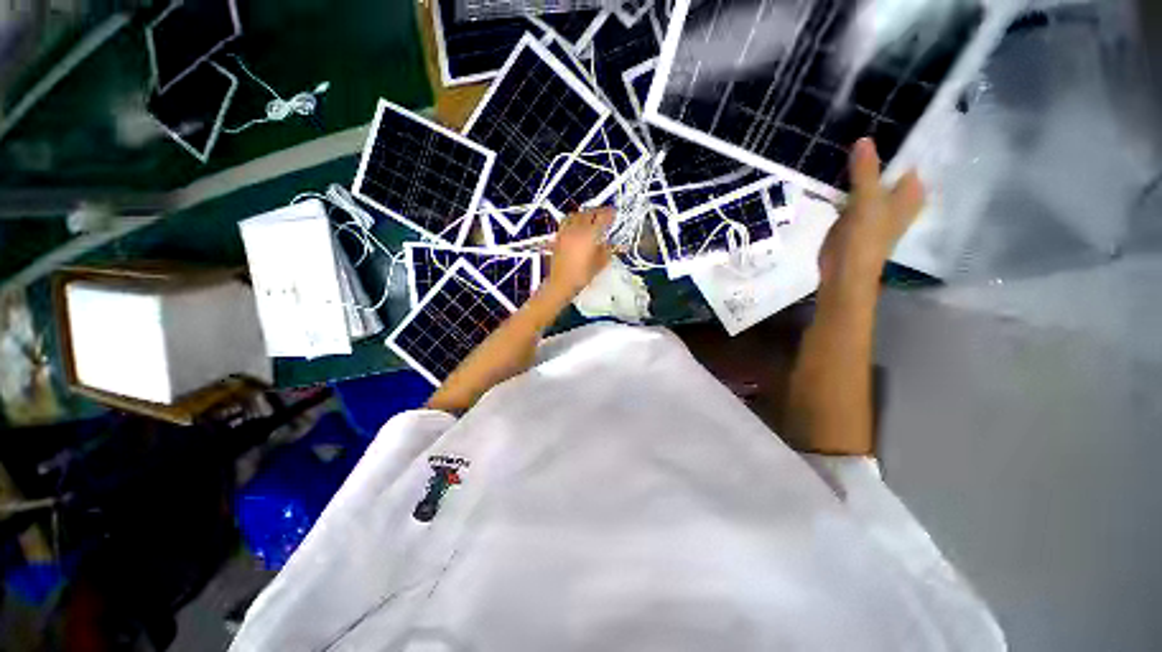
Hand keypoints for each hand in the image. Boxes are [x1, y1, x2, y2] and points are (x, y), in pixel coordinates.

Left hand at [546, 207, 614, 297]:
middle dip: (598, 211)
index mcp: (590, 235)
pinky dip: (573, 218)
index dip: (610, 214)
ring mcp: (566, 231)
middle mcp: (577, 229)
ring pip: (576, 214)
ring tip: (591, 216)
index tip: (614, 213)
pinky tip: (576, 224)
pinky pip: (566, 221)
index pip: (602, 218)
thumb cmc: (581, 276)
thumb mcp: (599, 265)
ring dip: (585, 213)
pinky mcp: (558, 236)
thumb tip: (608, 243)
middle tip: (605, 214)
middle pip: (589, 213)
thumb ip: (606, 251)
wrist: (561, 283)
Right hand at [819, 138, 925, 288]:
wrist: (844, 270)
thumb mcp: (867, 201)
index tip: (881, 117)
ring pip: (867, 177)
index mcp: (910, 191)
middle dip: (874, 151)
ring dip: (857, 166)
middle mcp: (896, 195)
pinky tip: (835, 167)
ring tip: (843, 140)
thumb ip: (866, 170)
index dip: (897, 138)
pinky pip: (852, 190)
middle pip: (887, 166)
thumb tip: (864, 138)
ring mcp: (874, 204)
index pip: (909, 156)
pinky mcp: (854, 214)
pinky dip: (845, 180)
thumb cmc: (865, 238)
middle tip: (856, 124)